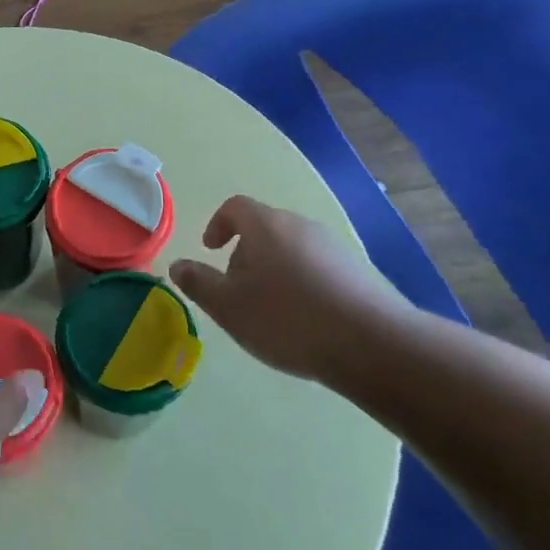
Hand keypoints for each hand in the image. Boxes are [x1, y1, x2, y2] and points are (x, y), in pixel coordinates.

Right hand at [170, 196, 414, 380]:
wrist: (372, 343)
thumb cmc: (287, 319)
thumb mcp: (229, 306)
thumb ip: (199, 283)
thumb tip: (178, 265)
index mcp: (266, 225)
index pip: (235, 207)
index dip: (218, 224)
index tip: (211, 250)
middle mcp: (301, 225)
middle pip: (265, 228)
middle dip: (246, 254)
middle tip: (238, 290)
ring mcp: (334, 246)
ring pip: (292, 248)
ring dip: (275, 270)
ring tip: (272, 311)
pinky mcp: (358, 270)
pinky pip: (318, 267)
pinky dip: (303, 284)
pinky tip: (306, 320)